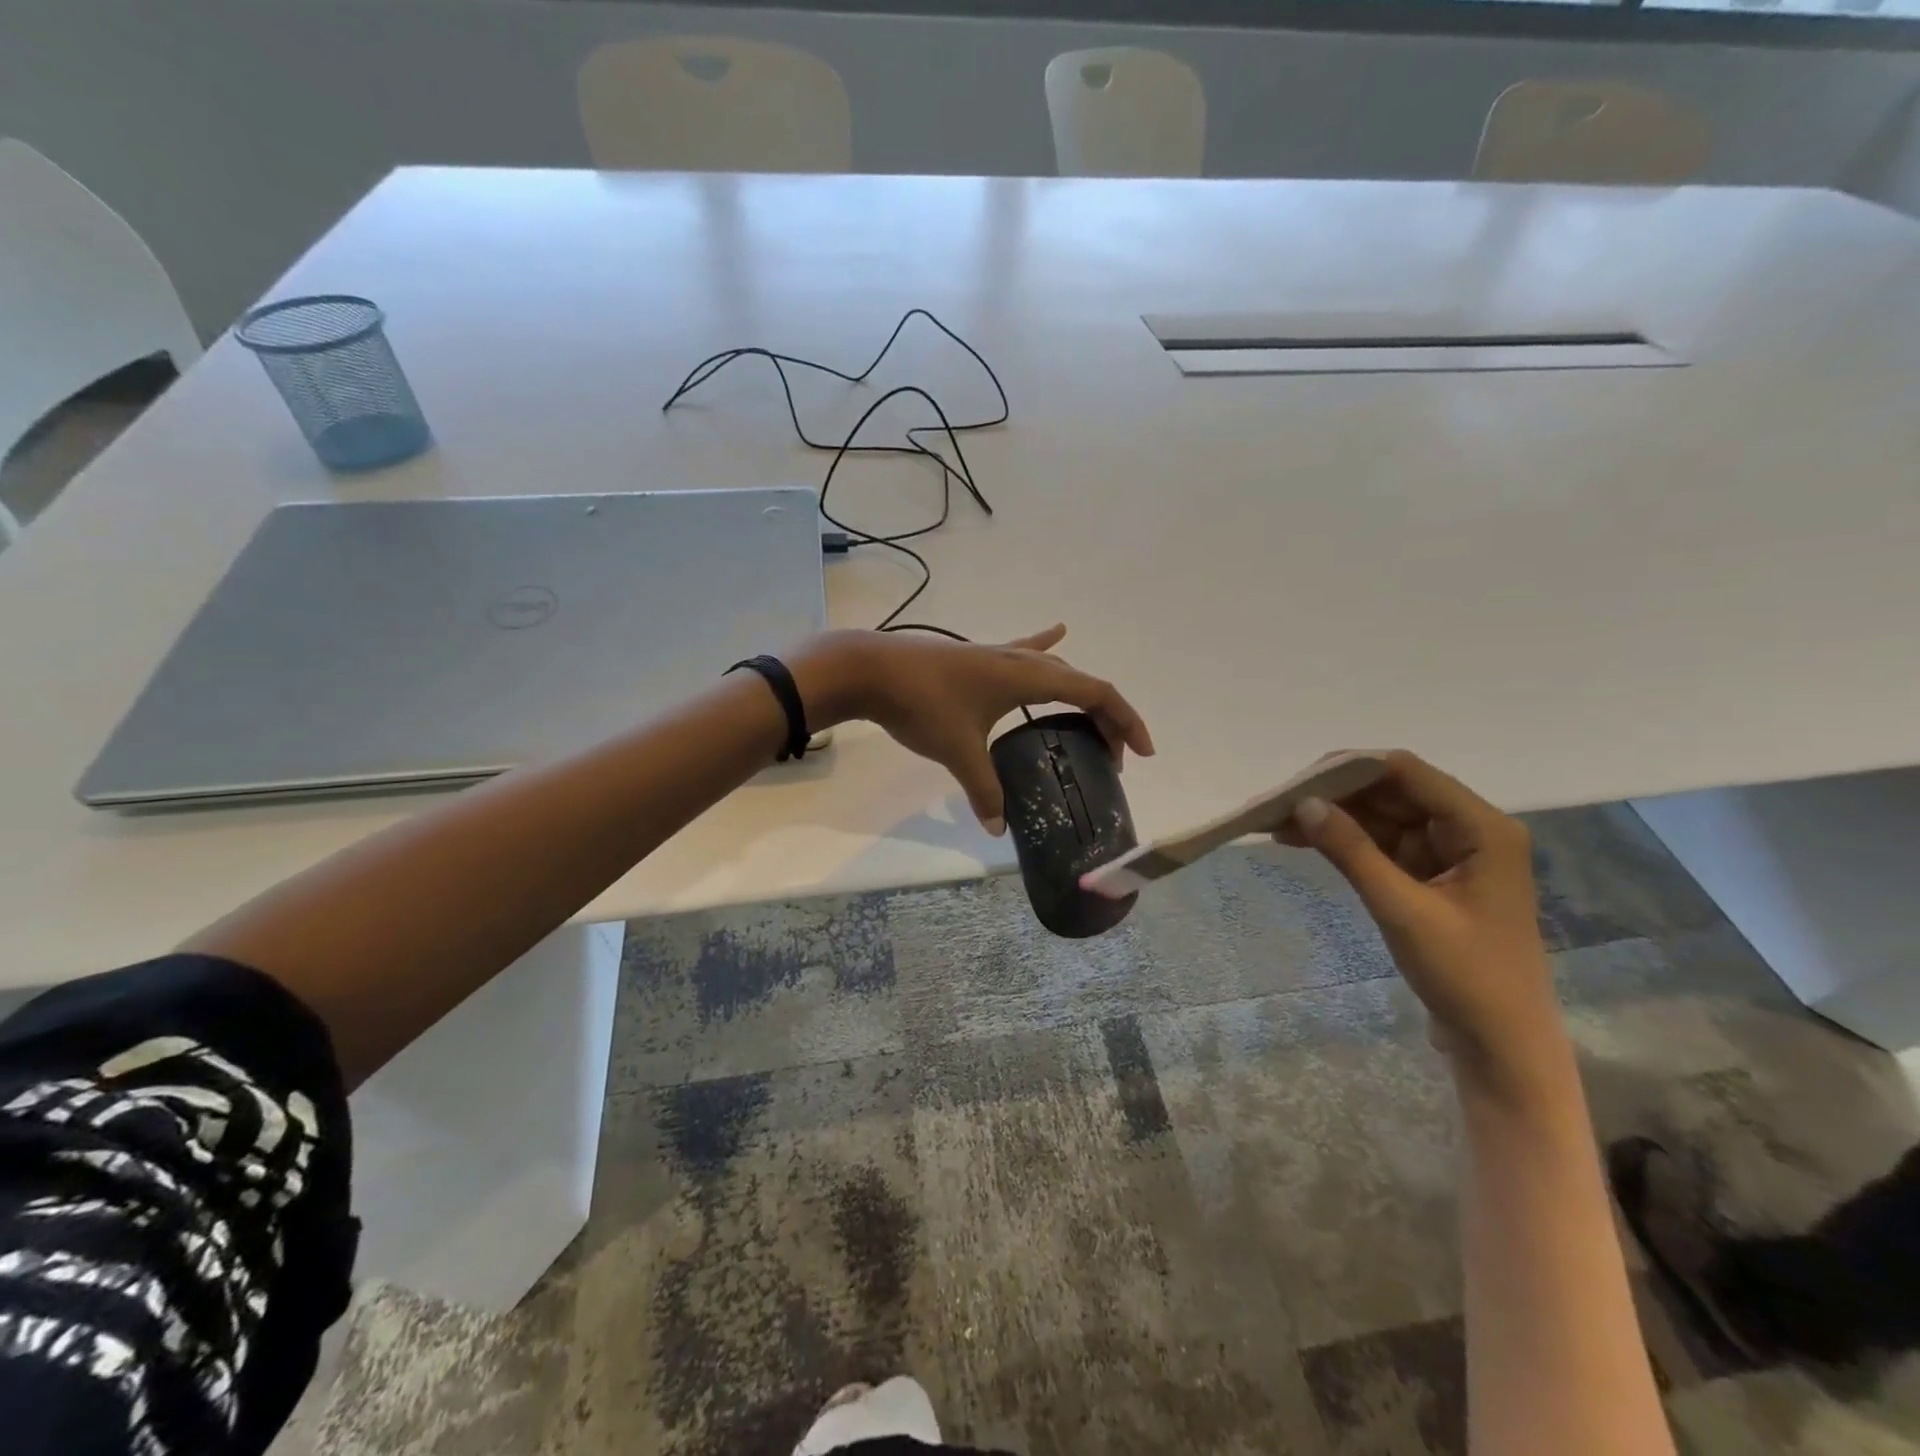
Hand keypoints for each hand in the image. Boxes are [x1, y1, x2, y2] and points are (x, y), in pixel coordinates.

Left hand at [789, 625, 1152, 834]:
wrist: (870, 669)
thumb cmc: (922, 705)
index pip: (1096, 692)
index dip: (1125, 720)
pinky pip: (1023, 653)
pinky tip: (1056, 633)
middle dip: (1104, 718)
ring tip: (1089, 723)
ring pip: (1054, 671)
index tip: (1142, 753)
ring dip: (1077, 694)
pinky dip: (1045, 648)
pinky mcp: (977, 658)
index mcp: (1029, 678)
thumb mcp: (959, 751)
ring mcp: (998, 655)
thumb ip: (983, 790)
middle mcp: (1021, 661)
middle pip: (1080, 683)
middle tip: (1110, 758)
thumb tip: (997, 827)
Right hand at [1275, 750, 1564, 1095]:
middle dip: (1334, 795)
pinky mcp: (1429, 877)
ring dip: (1333, 818)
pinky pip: (1380, 845)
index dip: (1349, 768)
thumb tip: (1303, 803)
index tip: (1297, 780)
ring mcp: (1448, 853)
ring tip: (1275, 822)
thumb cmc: (1466, 976)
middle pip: (1391, 792)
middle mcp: (1467, 830)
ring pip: (1381, 818)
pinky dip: (1344, 842)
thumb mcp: (1402, 910)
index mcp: (1481, 828)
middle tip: (1277, 803)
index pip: (1406, 772)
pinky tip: (1302, 841)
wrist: (1501, 1045)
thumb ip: (1353, 852)